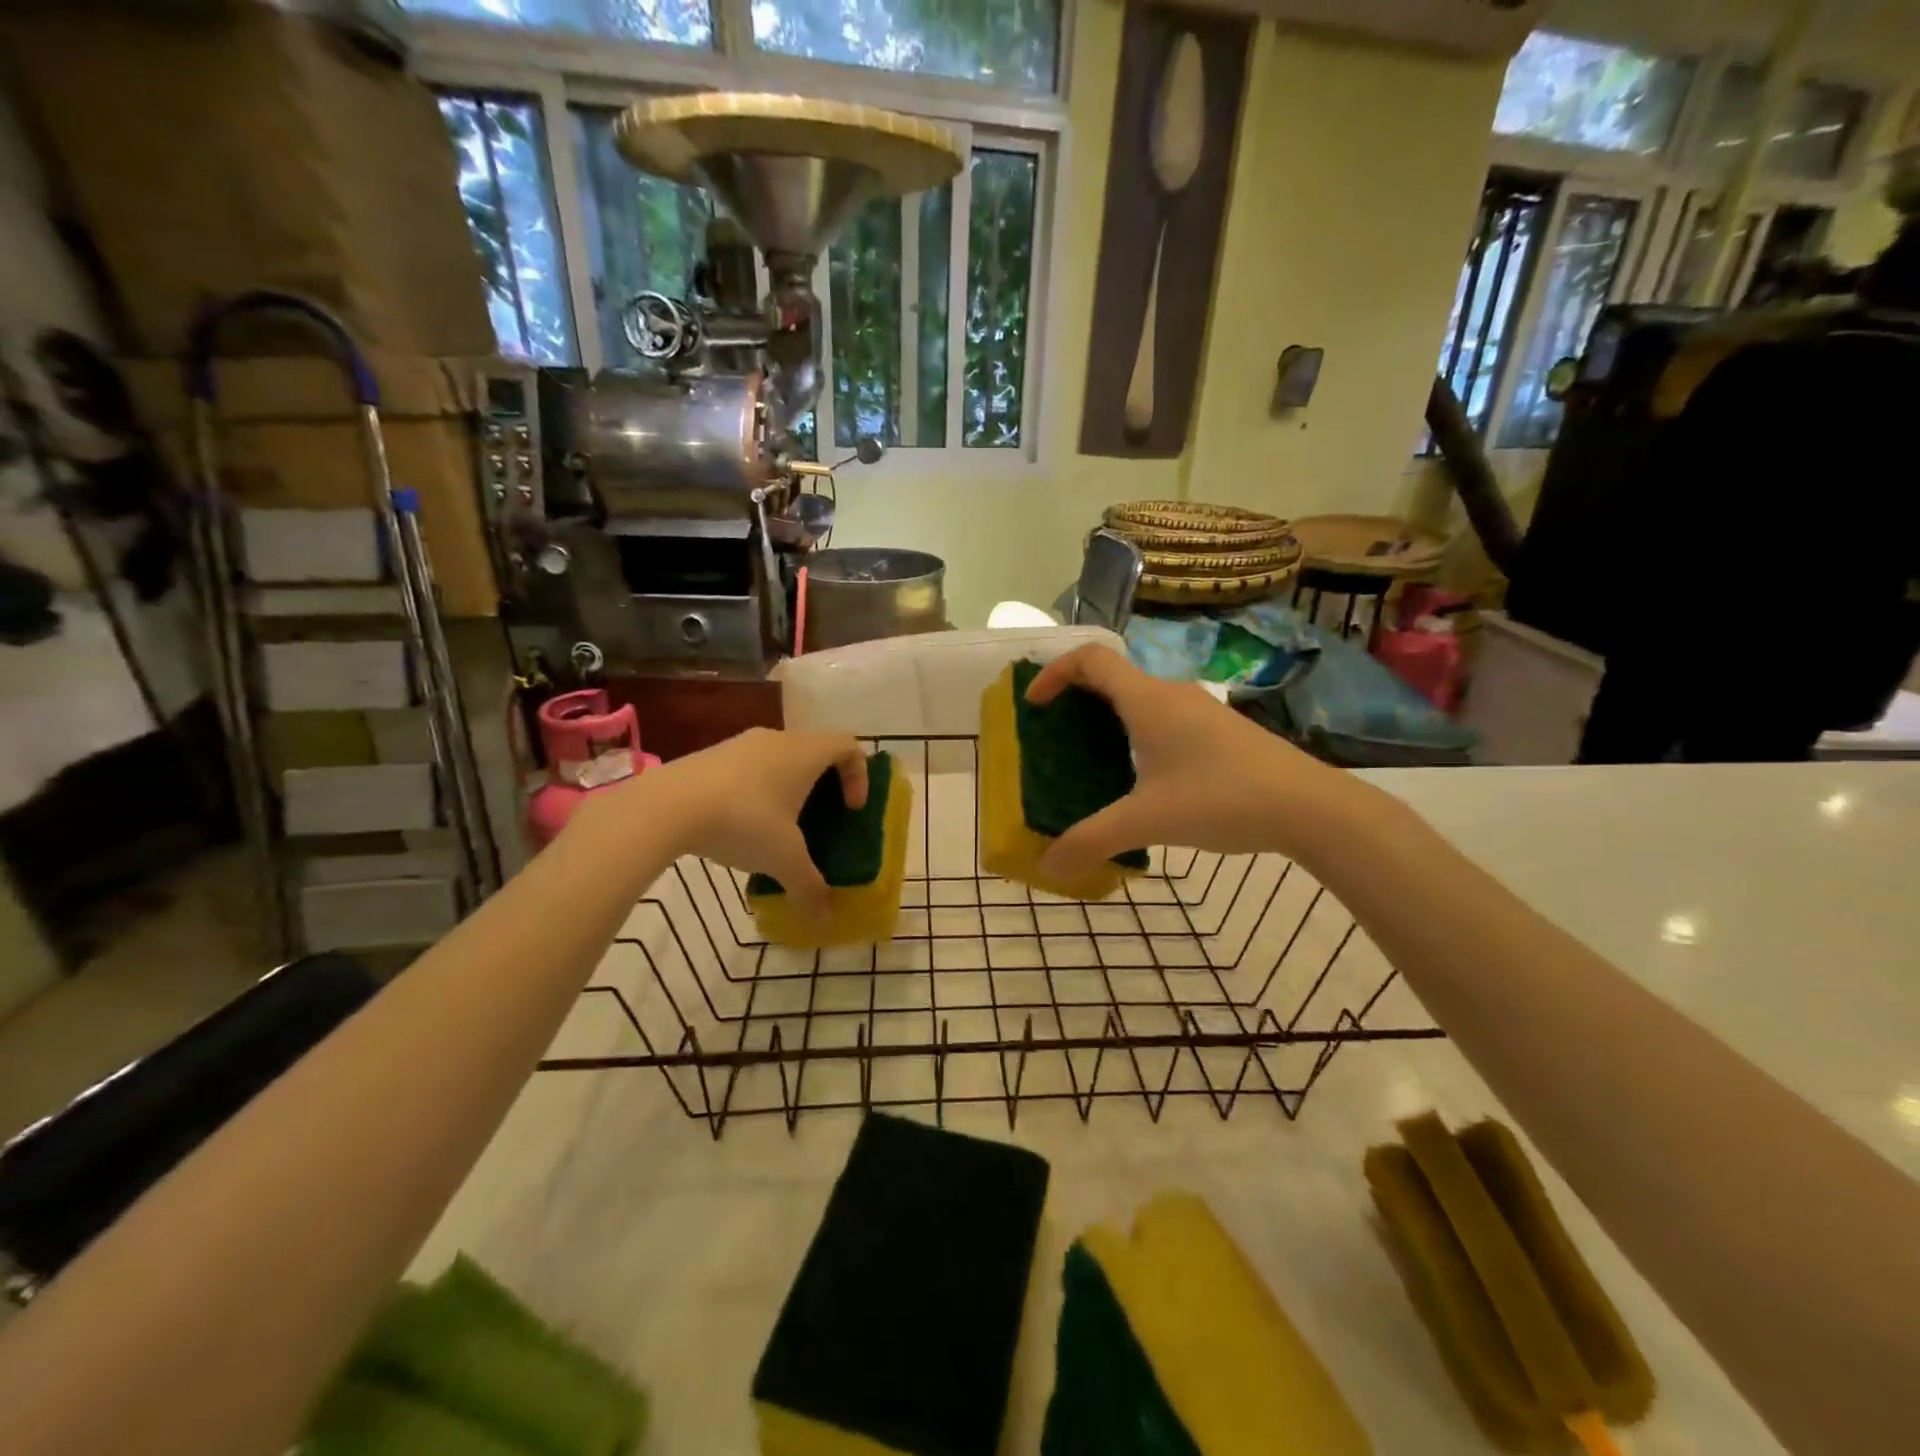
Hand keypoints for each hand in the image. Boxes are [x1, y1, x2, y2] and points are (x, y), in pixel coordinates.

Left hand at [580, 727, 866, 921]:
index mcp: (805, 752)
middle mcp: (777, 738)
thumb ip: (809, 886)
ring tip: (777, 827)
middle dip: (823, 784)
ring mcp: (740, 743)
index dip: (859, 775)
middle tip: (819, 819)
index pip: (848, 745)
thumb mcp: (783, 859)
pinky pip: (748, 766)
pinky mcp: (710, 755)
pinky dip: (756, 789)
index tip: (851, 809)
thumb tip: (825, 919)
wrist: (666, 806)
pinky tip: (739, 825)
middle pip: (814, 750)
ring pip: (778, 757)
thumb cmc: (743, 822)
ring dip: (787, 787)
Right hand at [1026, 645, 1359, 883]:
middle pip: (1111, 679)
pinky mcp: (1219, 732)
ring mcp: (1199, 711)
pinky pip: (1162, 720)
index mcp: (1147, 700)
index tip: (1034, 706)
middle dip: (1075, 702)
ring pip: (1139, 702)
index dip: (1054, 673)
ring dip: (1107, 721)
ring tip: (1089, 762)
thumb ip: (1091, 841)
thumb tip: (1047, 867)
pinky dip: (1136, 736)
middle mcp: (1171, 694)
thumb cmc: (1221, 798)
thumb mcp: (1148, 821)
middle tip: (1053, 739)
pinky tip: (1140, 780)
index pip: (1090, 659)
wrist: (1309, 807)